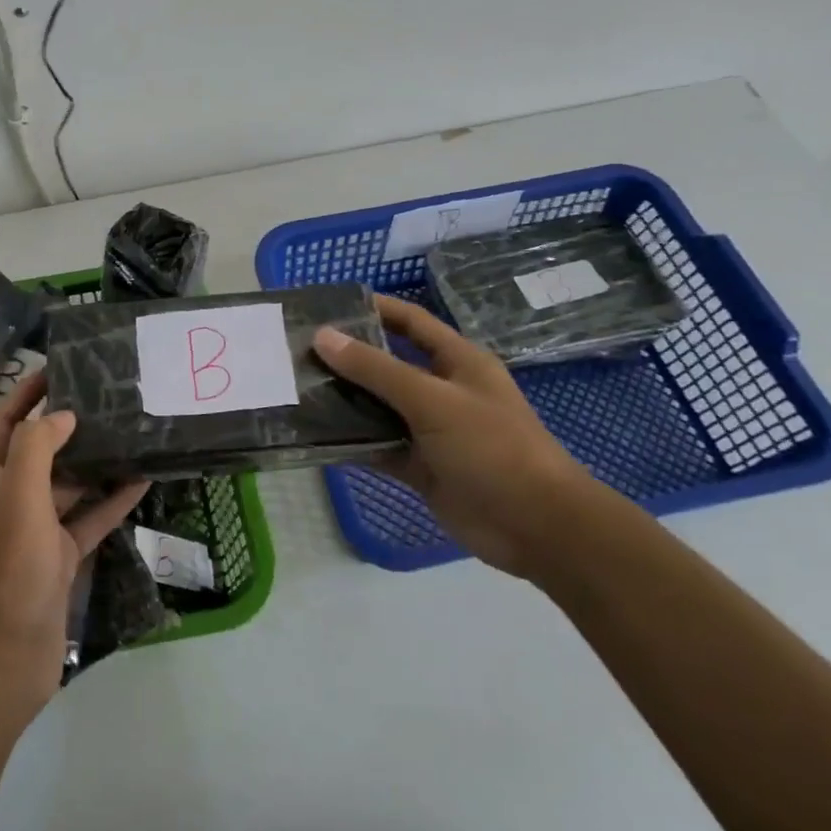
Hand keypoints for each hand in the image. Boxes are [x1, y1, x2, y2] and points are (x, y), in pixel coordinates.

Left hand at [0, 369, 149, 719]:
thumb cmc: (7, 573)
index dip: (24, 392)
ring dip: (92, 461)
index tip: (57, 367)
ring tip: (127, 431)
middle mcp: (4, 499)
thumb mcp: (17, 501)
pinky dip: (110, 500)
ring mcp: (32, 530)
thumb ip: (35, 449)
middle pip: (35, 448)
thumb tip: (61, 415)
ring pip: (65, 483)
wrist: (4, 662)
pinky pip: (86, 518)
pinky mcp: (56, 556)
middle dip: (65, 422)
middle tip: (104, 396)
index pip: (1, 421)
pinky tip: (141, 481)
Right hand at [313, 294, 596, 578]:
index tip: (329, 305)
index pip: (410, 322)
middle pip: (388, 365)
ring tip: (295, 389)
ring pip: (378, 408)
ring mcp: (429, 431)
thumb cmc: (492, 447)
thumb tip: (323, 336)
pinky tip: (315, 436)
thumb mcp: (432, 400)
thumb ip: (376, 370)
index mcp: (457, 361)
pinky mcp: (419, 466)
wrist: (535, 526)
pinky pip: (378, 447)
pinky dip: (351, 442)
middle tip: (298, 351)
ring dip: (344, 401)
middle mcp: (441, 390)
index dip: (375, 309)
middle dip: (348, 358)